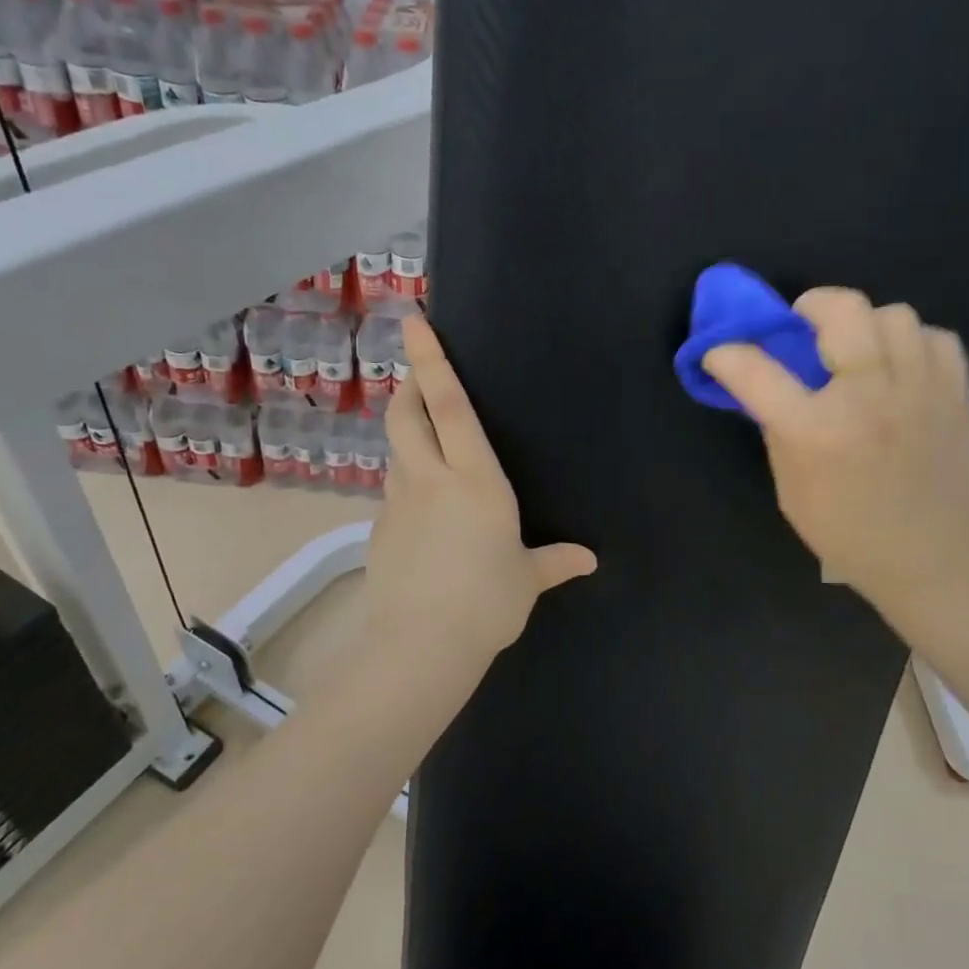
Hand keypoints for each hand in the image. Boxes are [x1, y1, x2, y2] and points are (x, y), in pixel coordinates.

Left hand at [364, 315, 596, 685]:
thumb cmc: (486, 601)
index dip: (432, 362)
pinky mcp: (380, 529)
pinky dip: (407, 483)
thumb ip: (555, 561)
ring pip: (398, 452)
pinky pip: (394, 491)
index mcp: (475, 479)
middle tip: (414, 373)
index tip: (413, 323)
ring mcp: (399, 502)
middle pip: (406, 416)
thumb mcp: (526, 579)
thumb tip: (588, 560)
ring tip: (425, 442)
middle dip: (408, 385)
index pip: (449, 407)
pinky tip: (423, 510)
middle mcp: (431, 479)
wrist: (420, 644)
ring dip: (407, 435)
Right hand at [704, 287, 968, 613]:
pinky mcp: (955, 393)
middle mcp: (867, 397)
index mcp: (816, 431)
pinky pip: (935, 337)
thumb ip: (779, 431)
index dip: (727, 354)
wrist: (928, 558)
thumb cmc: (846, 532)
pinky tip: (900, 368)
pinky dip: (912, 343)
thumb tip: (768, 389)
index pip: (756, 370)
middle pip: (840, 310)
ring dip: (865, 326)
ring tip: (859, 352)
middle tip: (803, 328)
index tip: (721, 354)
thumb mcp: (790, 490)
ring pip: (893, 314)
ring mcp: (919, 390)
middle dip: (809, 306)